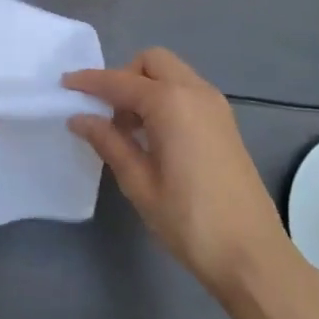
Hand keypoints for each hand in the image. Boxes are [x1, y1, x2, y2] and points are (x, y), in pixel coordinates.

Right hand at [65, 48, 292, 297]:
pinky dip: (165, 98)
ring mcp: (215, 105)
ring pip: (171, 74)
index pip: (119, 81)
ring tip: (129, 130)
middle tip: (106, 112)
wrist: (253, 257)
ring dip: (145, 87)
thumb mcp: (139, 183)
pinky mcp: (225, 122)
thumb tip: (79, 117)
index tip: (64, 85)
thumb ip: (108, 142)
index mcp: (170, 103)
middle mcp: (195, 91)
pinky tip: (155, 136)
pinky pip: (187, 91)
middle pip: (151, 62)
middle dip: (124, 76)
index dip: (89, 82)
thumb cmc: (190, 221)